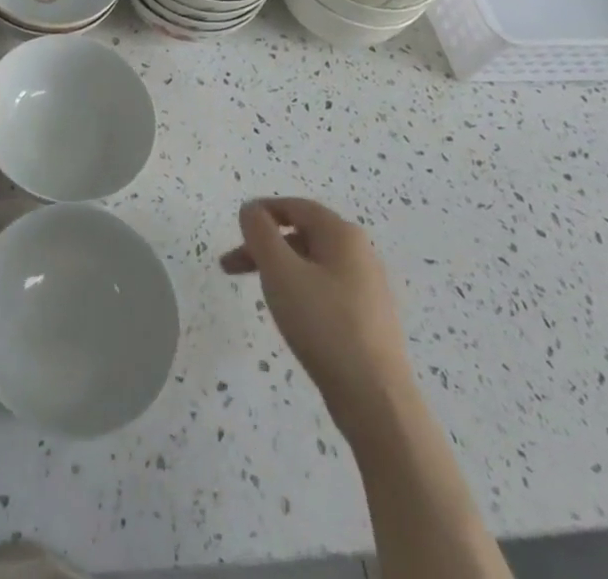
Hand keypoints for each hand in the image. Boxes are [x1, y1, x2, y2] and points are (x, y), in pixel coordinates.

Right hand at [221, 198, 410, 404]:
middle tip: (231, 267)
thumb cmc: (324, 325)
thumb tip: (251, 209)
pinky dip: (300, 291)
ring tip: (258, 293)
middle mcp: (360, 253)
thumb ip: (260, 233)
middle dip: (264, 246)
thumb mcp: (280, 271)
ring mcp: (367, 288)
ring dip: (279, 269)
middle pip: (302, 234)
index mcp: (342, 234)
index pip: (294, 206)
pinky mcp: (368, 319)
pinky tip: (291, 316)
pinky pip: (325, 289)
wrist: (376, 401)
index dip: (261, 212)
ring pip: (312, 263)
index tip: (235, 231)